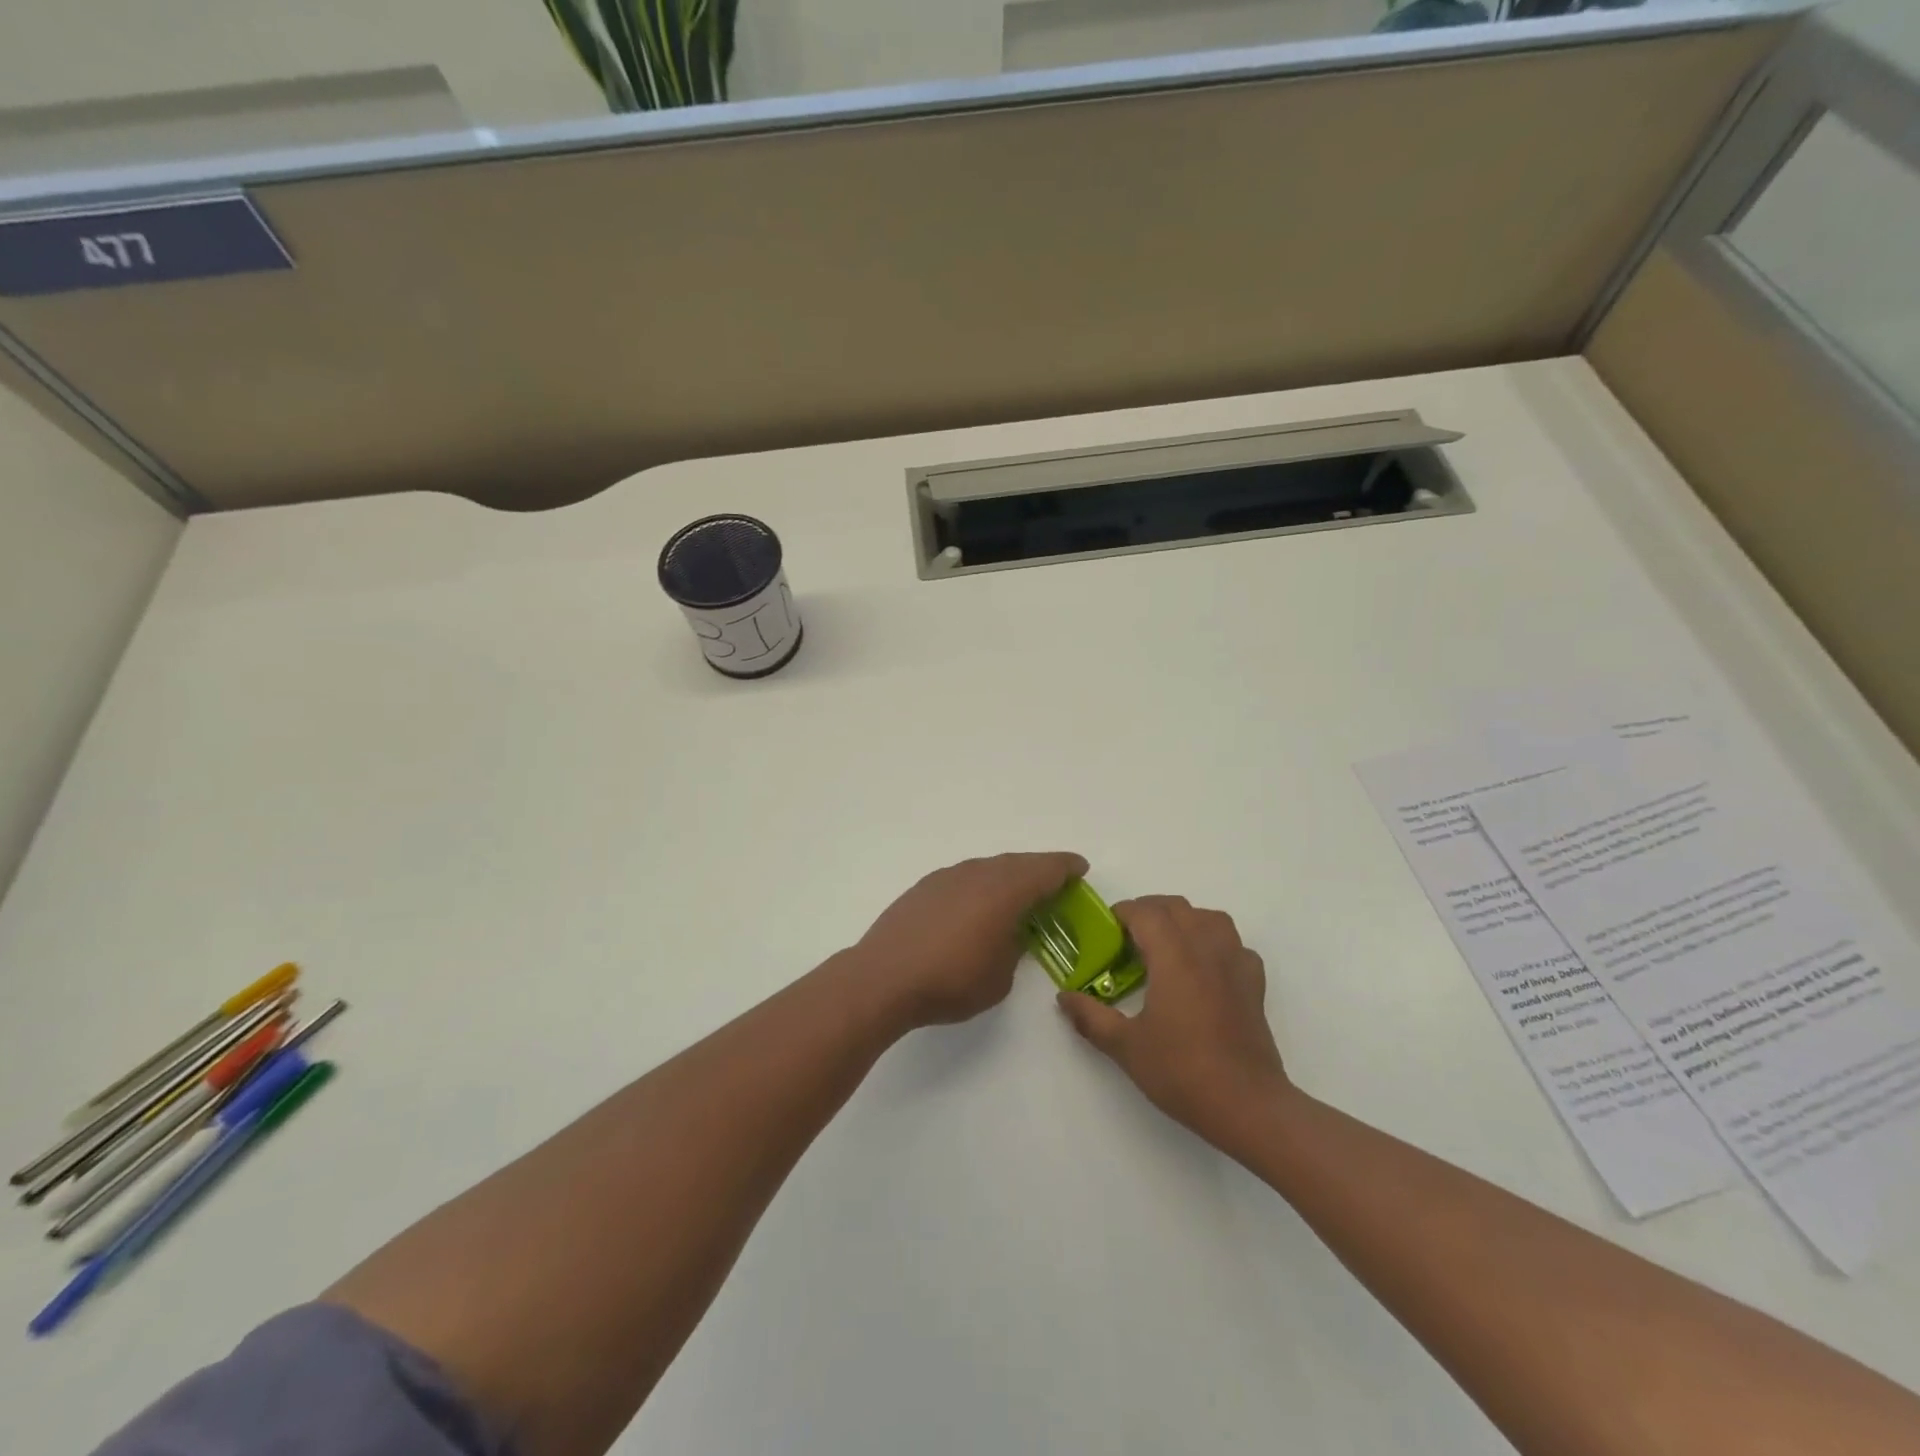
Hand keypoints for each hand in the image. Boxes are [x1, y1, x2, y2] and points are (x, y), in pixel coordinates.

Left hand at [853, 852, 1088, 1028]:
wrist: (884, 978)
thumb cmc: (951, 981)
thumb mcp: (999, 976)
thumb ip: (1014, 948)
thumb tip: (1012, 934)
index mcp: (1004, 891)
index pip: (1045, 870)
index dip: (1066, 868)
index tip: (1080, 868)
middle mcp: (977, 873)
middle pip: (1017, 863)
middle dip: (1039, 870)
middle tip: (1056, 881)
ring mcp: (947, 877)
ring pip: (988, 868)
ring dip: (1008, 877)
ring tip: (1017, 895)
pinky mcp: (924, 888)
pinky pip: (964, 878)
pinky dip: (981, 886)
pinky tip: (977, 906)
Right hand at [1057, 896, 1291, 1152]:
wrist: (1247, 1105)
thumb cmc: (1182, 1071)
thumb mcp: (1126, 1046)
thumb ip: (1091, 1017)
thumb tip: (1063, 998)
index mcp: (1173, 956)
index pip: (1145, 912)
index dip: (1122, 913)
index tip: (1106, 932)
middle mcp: (1206, 948)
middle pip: (1176, 907)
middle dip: (1148, 912)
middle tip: (1128, 939)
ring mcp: (1235, 963)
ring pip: (1209, 918)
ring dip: (1184, 920)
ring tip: (1166, 945)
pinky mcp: (1254, 984)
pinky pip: (1234, 945)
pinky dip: (1216, 944)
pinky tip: (1204, 968)